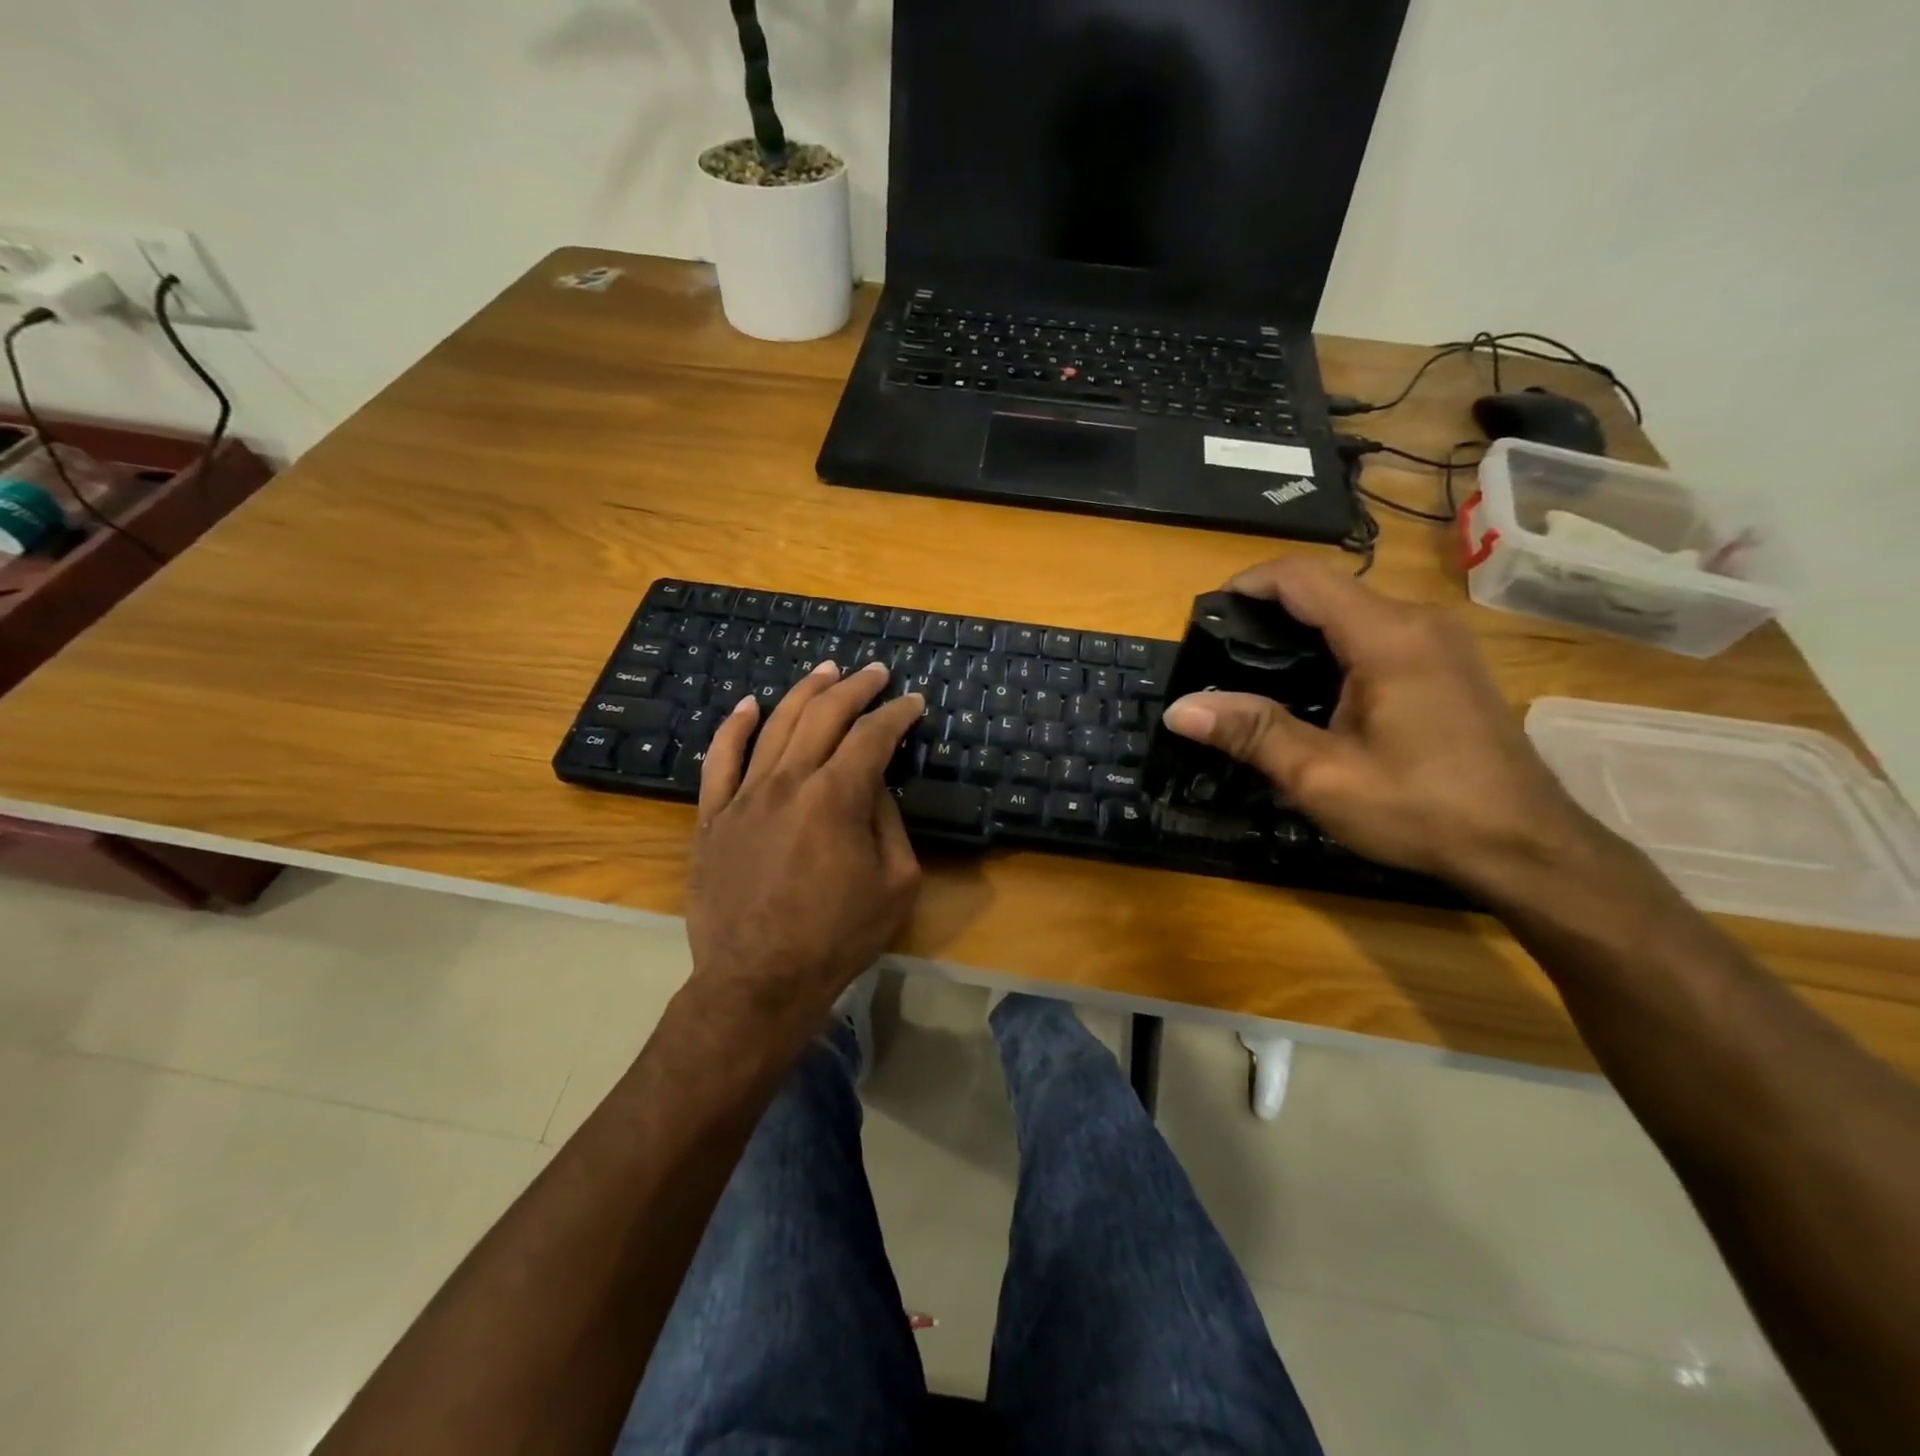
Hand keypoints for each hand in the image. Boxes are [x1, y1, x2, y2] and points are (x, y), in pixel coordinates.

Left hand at [684, 661, 923, 1041]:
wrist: (759, 981)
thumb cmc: (837, 937)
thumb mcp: (896, 883)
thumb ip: (889, 822)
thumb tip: (875, 786)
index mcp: (836, 797)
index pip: (873, 736)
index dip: (897, 714)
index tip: (913, 702)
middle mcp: (788, 781)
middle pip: (824, 715)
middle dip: (855, 687)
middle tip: (875, 672)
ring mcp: (744, 796)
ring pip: (775, 725)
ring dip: (804, 692)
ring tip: (826, 671)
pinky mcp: (713, 817)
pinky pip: (719, 760)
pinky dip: (734, 727)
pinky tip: (750, 705)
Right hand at [1160, 558, 1600, 894]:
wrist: (1527, 847)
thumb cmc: (1422, 809)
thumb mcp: (1323, 776)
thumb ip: (1251, 732)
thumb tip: (1179, 709)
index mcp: (1387, 636)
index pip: (1302, 576)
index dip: (1247, 584)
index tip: (1207, 615)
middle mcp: (1417, 622)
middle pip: (1325, 590)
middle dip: (1266, 613)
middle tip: (1220, 657)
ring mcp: (1439, 641)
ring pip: (1351, 612)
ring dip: (1299, 632)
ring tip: (1254, 676)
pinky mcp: (1447, 664)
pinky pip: (1375, 634)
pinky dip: (1331, 648)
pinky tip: (1311, 693)